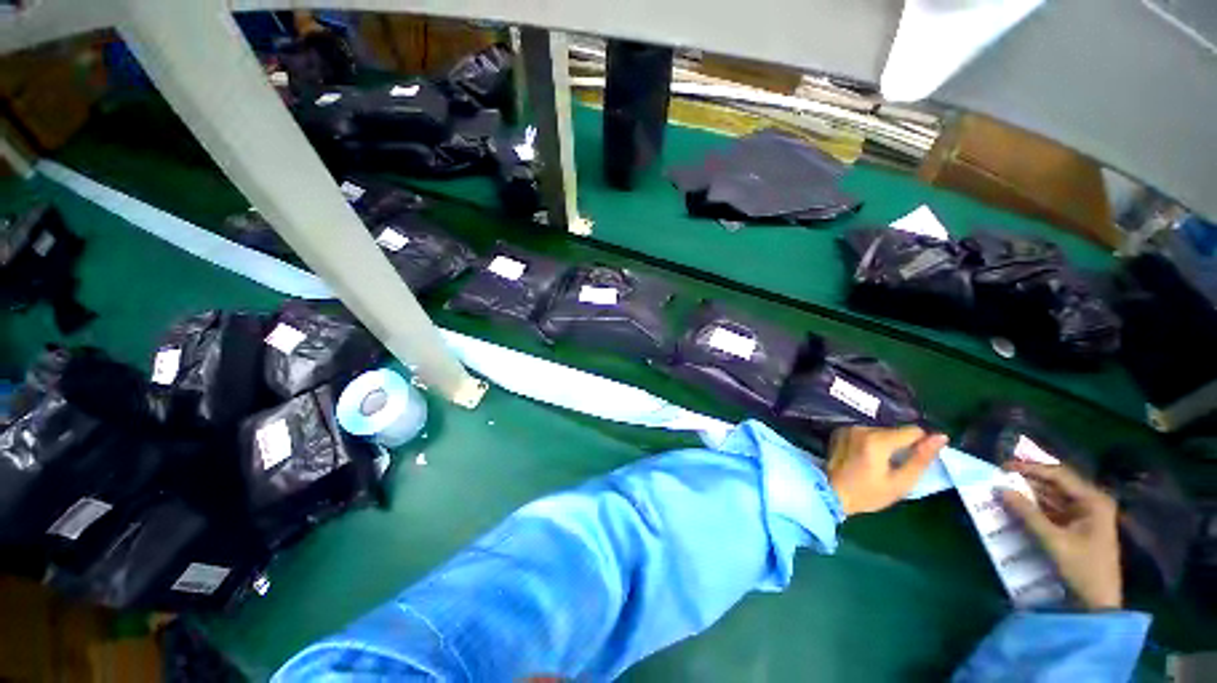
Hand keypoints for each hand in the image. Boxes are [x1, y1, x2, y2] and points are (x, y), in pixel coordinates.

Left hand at [826, 426, 947, 515]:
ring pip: (881, 430)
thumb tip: (940, 436)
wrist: (831, 493)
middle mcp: (861, 428)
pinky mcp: (840, 430)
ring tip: (880, 463)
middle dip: (901, 445)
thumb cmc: (868, 494)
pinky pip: (865, 432)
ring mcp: (848, 428)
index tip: (916, 460)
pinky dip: (871, 441)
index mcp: (877, 440)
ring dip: (886, 443)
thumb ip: (921, 459)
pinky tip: (866, 457)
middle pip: (895, 430)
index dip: (920, 444)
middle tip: (895, 466)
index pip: (913, 430)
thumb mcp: (901, 483)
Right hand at [1000, 460, 1122, 610]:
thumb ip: (1028, 515)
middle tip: (999, 479)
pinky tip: (1016, 508)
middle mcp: (1091, 502)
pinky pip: (1052, 511)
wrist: (1098, 603)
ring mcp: (1085, 515)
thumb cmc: (1083, 569)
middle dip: (1027, 481)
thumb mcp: (1054, 542)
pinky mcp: (1077, 527)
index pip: (1058, 475)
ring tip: (1003, 491)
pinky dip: (1034, 508)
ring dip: (1029, 495)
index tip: (1002, 467)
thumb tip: (1000, 489)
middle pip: (1055, 485)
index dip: (1030, 469)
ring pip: (1052, 497)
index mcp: (1093, 501)